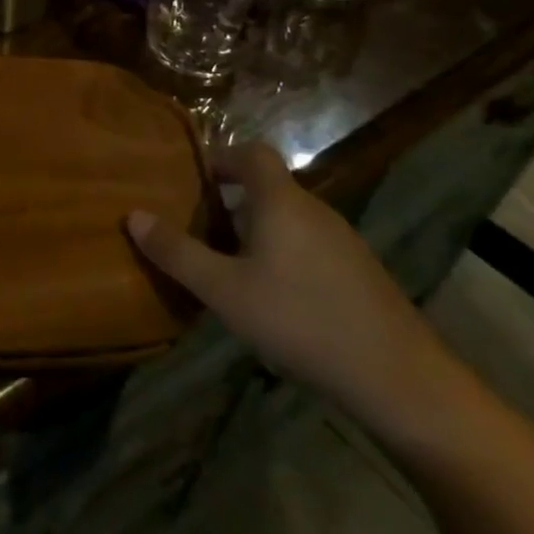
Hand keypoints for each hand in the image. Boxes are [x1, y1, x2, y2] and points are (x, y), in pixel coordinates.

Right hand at [125, 143, 457, 436]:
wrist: (400, 380)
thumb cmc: (300, 320)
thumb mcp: (224, 290)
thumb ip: (177, 252)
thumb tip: (133, 215)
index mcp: (281, 202)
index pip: (252, 153)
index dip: (221, 157)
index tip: (191, 179)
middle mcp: (314, 210)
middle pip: (268, 186)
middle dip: (229, 198)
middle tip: (196, 225)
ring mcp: (343, 242)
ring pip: (288, 217)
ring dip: (254, 227)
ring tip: (225, 263)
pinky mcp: (358, 273)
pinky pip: (308, 243)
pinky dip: (280, 251)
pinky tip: (270, 295)